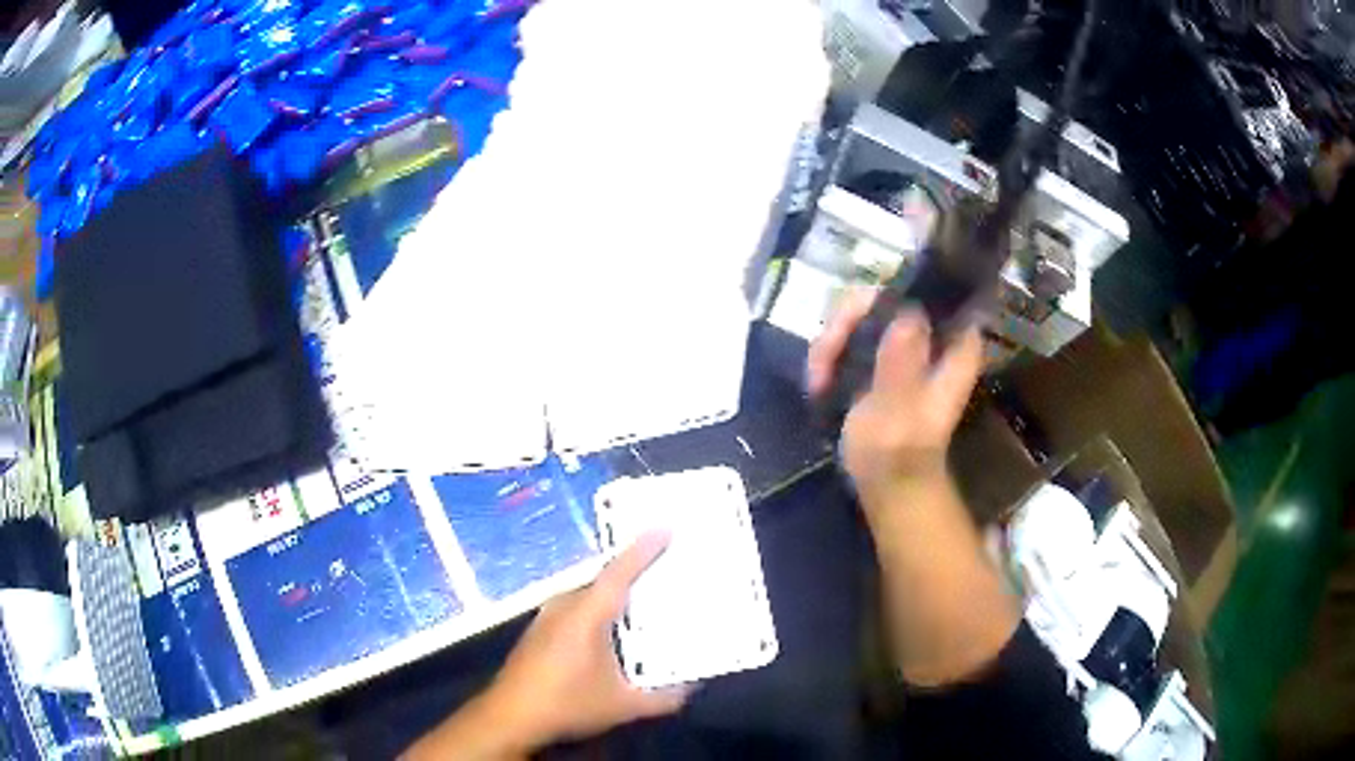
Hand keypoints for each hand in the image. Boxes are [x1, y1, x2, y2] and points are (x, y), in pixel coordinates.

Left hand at [481, 531, 692, 747]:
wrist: (510, 716)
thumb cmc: (567, 704)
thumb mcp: (624, 706)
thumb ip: (664, 697)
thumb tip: (693, 687)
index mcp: (586, 614)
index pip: (619, 572)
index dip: (643, 549)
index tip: (665, 527)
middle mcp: (565, 606)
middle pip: (606, 580)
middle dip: (636, 571)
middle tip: (667, 567)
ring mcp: (548, 617)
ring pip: (590, 595)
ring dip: (617, 594)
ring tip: (646, 598)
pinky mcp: (541, 631)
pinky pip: (578, 608)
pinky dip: (600, 609)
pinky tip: (613, 630)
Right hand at [806, 289, 982, 506]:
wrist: (887, 483)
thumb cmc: (899, 451)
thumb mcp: (900, 409)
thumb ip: (903, 362)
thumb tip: (907, 312)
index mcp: (953, 344)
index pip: (930, 293)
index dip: (893, 292)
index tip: (858, 317)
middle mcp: (931, 335)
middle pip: (886, 297)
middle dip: (849, 321)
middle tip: (825, 355)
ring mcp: (904, 344)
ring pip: (862, 314)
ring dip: (833, 341)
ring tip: (817, 377)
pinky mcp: (881, 358)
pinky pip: (851, 335)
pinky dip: (830, 353)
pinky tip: (818, 381)